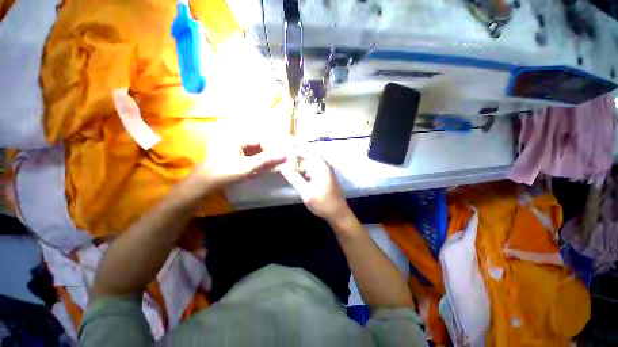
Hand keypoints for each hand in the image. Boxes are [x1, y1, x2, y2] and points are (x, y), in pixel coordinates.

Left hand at [191, 142, 286, 191]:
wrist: (203, 184)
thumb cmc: (225, 172)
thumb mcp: (248, 166)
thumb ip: (267, 160)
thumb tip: (284, 155)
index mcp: (239, 139)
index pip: (261, 141)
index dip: (271, 150)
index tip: (279, 159)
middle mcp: (237, 142)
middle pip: (258, 148)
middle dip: (267, 157)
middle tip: (276, 166)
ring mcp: (234, 151)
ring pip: (254, 155)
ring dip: (261, 163)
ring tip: (267, 170)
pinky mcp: (233, 159)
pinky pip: (248, 160)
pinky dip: (254, 166)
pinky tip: (256, 173)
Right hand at [280, 150, 350, 222]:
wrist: (338, 213)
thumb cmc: (322, 202)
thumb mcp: (305, 191)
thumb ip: (294, 178)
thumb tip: (282, 166)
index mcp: (321, 166)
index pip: (307, 151)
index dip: (295, 151)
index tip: (284, 156)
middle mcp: (325, 166)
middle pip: (309, 156)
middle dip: (297, 160)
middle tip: (286, 166)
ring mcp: (327, 171)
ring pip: (311, 163)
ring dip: (301, 166)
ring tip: (291, 173)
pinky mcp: (327, 177)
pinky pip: (315, 170)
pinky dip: (307, 172)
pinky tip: (301, 179)